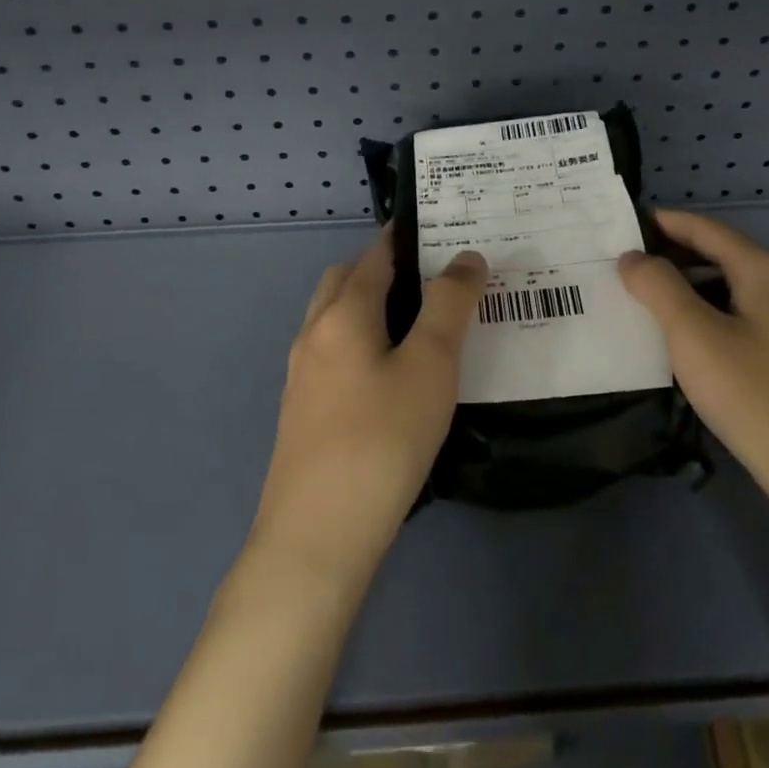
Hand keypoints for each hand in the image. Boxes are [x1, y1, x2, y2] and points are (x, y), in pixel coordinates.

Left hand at [250, 230, 486, 588]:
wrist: (317, 537)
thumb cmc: (382, 440)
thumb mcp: (430, 366)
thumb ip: (449, 305)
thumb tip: (466, 257)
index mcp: (342, 314)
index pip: (376, 255)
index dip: (407, 237)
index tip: (442, 230)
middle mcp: (314, 334)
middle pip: (346, 280)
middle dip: (384, 267)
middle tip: (434, 278)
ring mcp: (302, 375)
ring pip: (336, 318)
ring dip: (370, 305)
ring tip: (418, 323)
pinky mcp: (303, 411)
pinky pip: (333, 353)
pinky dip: (361, 341)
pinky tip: (390, 375)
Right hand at [618, 210, 768, 525]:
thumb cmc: (758, 396)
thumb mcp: (694, 336)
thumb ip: (658, 288)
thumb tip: (633, 256)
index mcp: (768, 270)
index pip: (707, 229)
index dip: (664, 223)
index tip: (623, 225)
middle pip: (723, 257)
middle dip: (674, 257)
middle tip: (627, 267)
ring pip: (735, 291)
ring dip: (692, 290)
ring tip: (649, 305)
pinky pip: (748, 321)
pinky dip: (712, 317)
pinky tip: (691, 345)